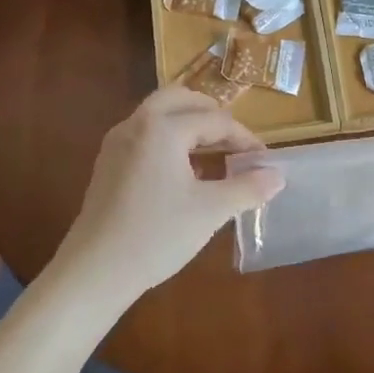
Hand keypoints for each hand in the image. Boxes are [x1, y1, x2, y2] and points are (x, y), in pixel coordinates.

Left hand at [50, 87, 284, 304]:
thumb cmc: (157, 235)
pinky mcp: (108, 164)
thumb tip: (278, 176)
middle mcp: (136, 124)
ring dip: (189, 125)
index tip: (264, 159)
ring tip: (214, 154)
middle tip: (235, 141)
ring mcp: (117, 143)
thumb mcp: (211, 211)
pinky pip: (144, 135)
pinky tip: (183, 173)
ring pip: (158, 115)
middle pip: (180, 100)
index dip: (244, 137)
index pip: (214, 120)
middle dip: (212, 115)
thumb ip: (248, 188)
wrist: (95, 272)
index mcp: (163, 128)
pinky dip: (169, 140)